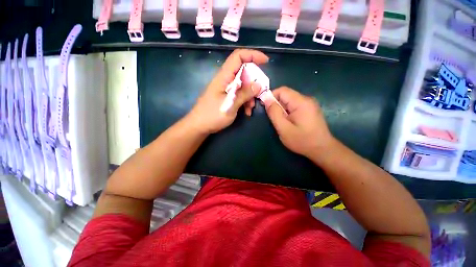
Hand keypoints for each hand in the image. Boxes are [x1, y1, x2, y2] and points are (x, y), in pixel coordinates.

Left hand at [185, 49, 267, 133]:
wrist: (199, 126)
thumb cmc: (212, 115)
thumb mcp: (230, 105)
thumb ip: (244, 94)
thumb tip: (259, 85)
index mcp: (224, 77)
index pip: (238, 57)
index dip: (252, 55)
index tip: (265, 62)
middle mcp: (226, 80)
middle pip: (244, 72)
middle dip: (254, 83)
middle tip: (259, 94)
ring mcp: (226, 89)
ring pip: (243, 85)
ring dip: (250, 95)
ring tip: (251, 108)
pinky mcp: (227, 97)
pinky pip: (240, 95)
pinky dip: (245, 101)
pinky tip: (247, 112)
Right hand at [265, 87, 334, 158]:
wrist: (322, 149)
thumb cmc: (302, 140)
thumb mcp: (283, 128)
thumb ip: (274, 112)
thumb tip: (266, 99)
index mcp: (301, 102)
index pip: (282, 90)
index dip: (271, 96)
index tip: (265, 107)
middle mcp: (306, 99)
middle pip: (286, 95)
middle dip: (276, 105)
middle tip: (274, 119)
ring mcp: (309, 104)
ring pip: (289, 101)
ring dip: (281, 109)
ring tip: (282, 122)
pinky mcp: (310, 109)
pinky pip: (294, 106)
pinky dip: (287, 112)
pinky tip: (289, 122)